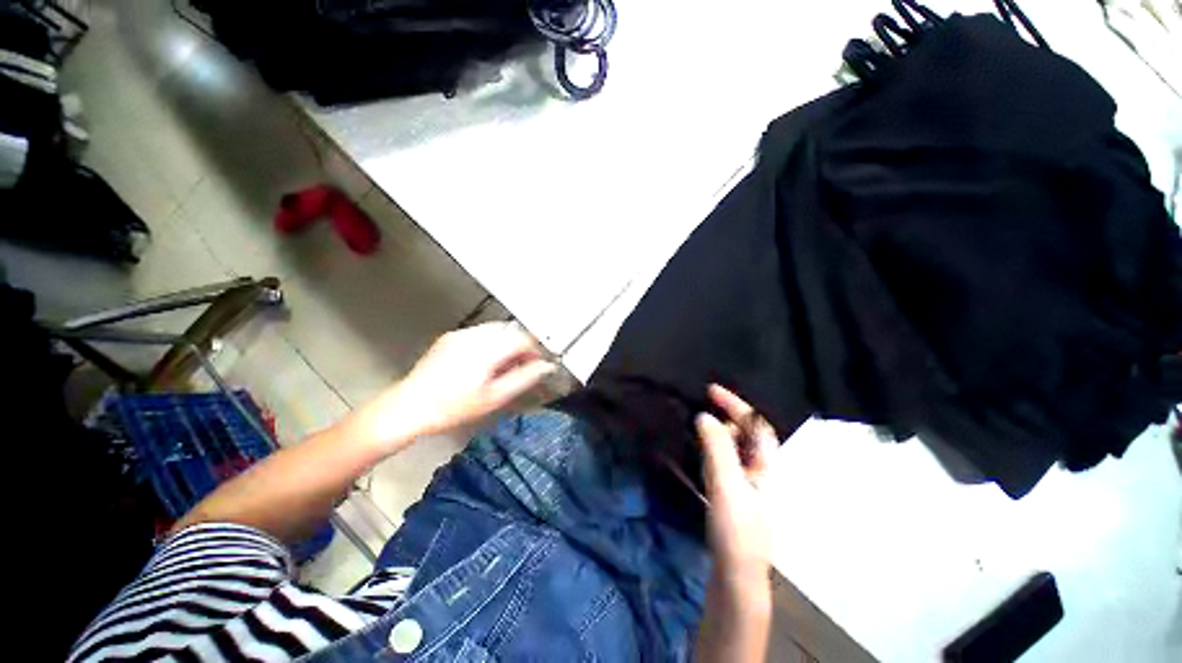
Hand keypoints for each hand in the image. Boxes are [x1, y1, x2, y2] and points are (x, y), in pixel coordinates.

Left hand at [352, 322, 555, 450]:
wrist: (409, 407)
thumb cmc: (452, 407)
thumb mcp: (494, 397)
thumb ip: (524, 378)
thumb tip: (546, 367)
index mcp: (487, 349)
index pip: (522, 338)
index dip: (535, 350)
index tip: (537, 365)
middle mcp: (474, 336)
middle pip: (510, 330)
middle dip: (522, 346)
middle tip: (522, 367)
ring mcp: (460, 334)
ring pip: (496, 330)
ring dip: (507, 343)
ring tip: (504, 366)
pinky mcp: (450, 337)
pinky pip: (480, 333)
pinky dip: (492, 342)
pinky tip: (486, 362)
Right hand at [694, 385, 776, 661]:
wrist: (736, 574)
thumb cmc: (737, 529)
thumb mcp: (727, 485)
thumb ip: (717, 448)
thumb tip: (704, 416)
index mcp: (768, 465)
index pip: (756, 424)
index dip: (736, 404)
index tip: (711, 389)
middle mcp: (761, 470)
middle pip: (745, 433)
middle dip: (725, 415)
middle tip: (699, 404)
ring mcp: (748, 483)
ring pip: (733, 447)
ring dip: (716, 431)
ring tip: (695, 421)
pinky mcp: (734, 493)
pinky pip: (723, 460)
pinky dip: (711, 448)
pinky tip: (696, 448)